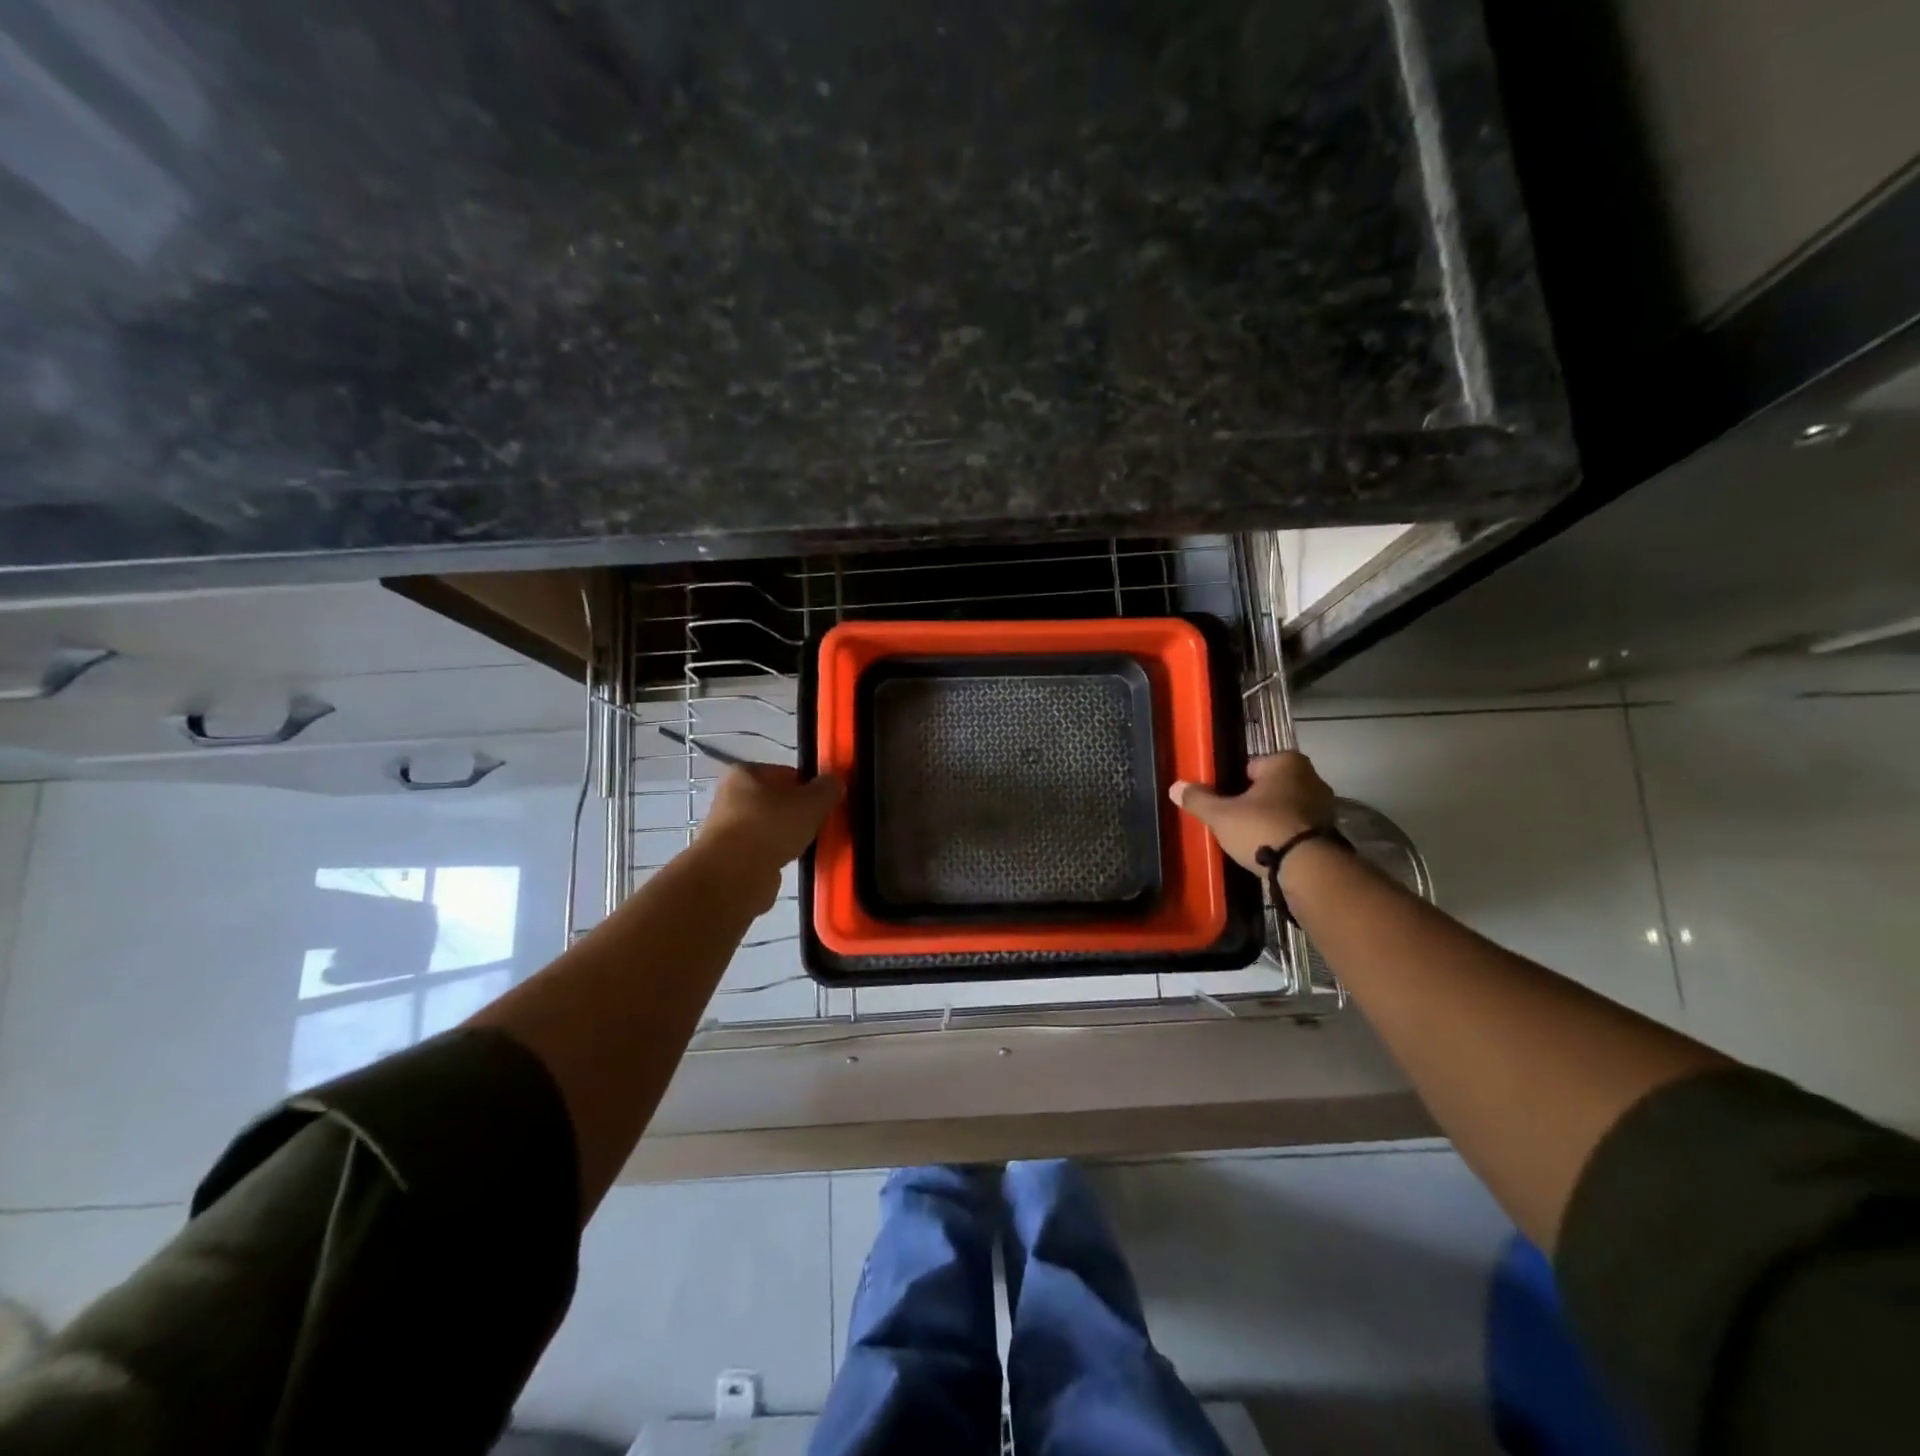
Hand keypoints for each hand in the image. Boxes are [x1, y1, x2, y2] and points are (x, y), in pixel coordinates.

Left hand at [697, 764, 842, 901]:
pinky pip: (763, 852)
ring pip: (770, 828)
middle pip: (777, 802)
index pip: (786, 773)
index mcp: (745, 773)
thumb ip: (828, 789)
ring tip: (807, 847)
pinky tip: (790, 863)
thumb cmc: (771, 826)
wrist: (734, 875)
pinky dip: (777, 857)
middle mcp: (730, 797)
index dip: (809, 787)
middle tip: (820, 825)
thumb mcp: (812, 802)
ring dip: (788, 837)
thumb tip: (836, 782)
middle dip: (799, 814)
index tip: (825, 803)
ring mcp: (727, 829)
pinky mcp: (729, 859)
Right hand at [1170, 751, 1336, 873]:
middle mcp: (1311, 776)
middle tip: (1234, 819)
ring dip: (1272, 818)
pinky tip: (1270, 849)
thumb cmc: (1262, 828)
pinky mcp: (1330, 832)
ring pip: (1286, 807)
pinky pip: (1298, 827)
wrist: (1308, 869)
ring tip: (1250, 838)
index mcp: (1287, 762)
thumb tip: (1175, 787)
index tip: (1224, 799)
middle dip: (1255, 800)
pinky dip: (1286, 835)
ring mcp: (1325, 805)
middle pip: (1271, 786)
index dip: (1234, 782)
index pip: (1252, 766)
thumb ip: (1198, 799)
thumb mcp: (1221, 815)